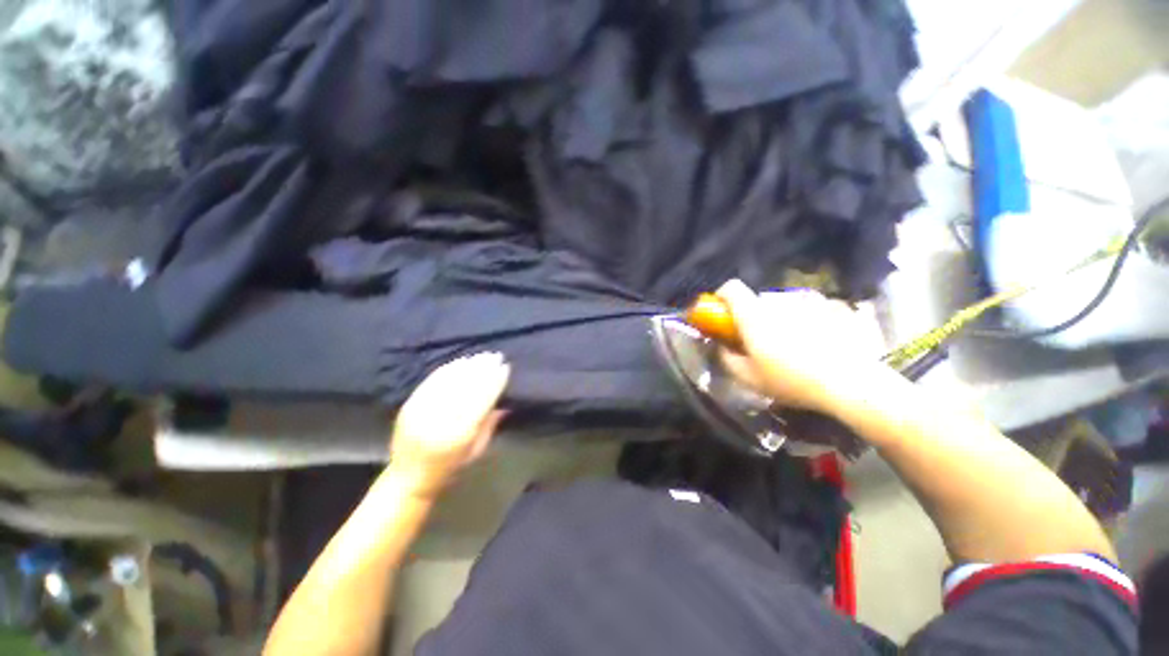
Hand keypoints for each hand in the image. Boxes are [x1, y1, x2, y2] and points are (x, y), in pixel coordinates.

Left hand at [388, 352, 509, 497]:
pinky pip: (431, 382)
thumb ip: (490, 424)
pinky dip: (447, 370)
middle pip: (465, 387)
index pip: (481, 400)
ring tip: (480, 356)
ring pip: (448, 382)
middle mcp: (439, 421)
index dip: (494, 381)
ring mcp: (421, 412)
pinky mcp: (409, 406)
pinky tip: (459, 362)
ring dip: (466, 366)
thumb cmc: (450, 467)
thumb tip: (506, 401)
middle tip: (495, 356)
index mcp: (459, 435)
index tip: (504, 367)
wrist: (408, 478)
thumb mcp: (476, 450)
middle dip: (482, 369)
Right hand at [716, 279, 886, 415]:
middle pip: (755, 300)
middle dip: (749, 316)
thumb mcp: (748, 378)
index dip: (721, 297)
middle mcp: (778, 302)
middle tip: (756, 341)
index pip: (731, 288)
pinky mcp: (830, 309)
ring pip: (781, 306)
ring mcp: (807, 303)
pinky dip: (802, 322)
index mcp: (754, 315)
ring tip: (789, 346)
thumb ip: (725, 357)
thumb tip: (719, 345)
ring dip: (776, 320)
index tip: (722, 315)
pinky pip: (806, 310)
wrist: (851, 383)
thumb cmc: (791, 380)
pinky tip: (813, 344)